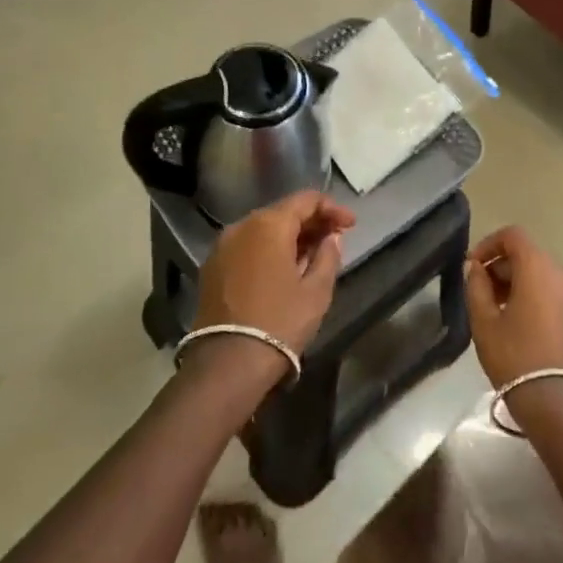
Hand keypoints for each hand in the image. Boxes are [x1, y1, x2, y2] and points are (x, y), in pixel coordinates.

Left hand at [193, 191, 354, 355]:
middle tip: (335, 238)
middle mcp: (241, 226)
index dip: (332, 208)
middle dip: (311, 222)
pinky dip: (268, 250)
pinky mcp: (212, 268)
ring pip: (262, 229)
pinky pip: (247, 247)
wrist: (228, 363)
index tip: (351, 225)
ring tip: (312, 255)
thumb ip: (328, 255)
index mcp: (269, 225)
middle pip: (282, 212)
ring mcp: (222, 247)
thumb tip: (332, 237)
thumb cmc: (280, 321)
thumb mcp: (317, 290)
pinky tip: (284, 268)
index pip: (306, 200)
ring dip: (289, 236)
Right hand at [464, 226, 562, 394]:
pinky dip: (536, 295)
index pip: (513, 235)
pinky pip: (554, 292)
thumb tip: (475, 267)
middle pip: (528, 254)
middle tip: (480, 291)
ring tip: (498, 309)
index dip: (489, 244)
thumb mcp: (484, 321)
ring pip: (542, 274)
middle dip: (501, 266)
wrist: (556, 401)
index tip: (472, 266)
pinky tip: (520, 322)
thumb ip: (476, 286)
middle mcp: (562, 273)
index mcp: (537, 267)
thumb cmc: (514, 356)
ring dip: (518, 281)